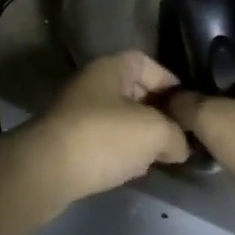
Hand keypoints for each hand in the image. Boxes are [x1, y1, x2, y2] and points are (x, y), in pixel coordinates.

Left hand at [10, 52, 190, 217]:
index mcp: (111, 68)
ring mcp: (77, 112)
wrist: (45, 171)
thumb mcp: (154, 132)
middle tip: (179, 137)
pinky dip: (121, 151)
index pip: (148, 64)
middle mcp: (92, 83)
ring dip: (140, 136)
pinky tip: (132, 170)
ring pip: (119, 118)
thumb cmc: (103, 137)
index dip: (171, 83)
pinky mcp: (69, 141)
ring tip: (160, 157)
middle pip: (135, 91)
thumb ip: (176, 134)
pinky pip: (104, 139)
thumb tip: (180, 145)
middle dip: (158, 113)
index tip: (189, 110)